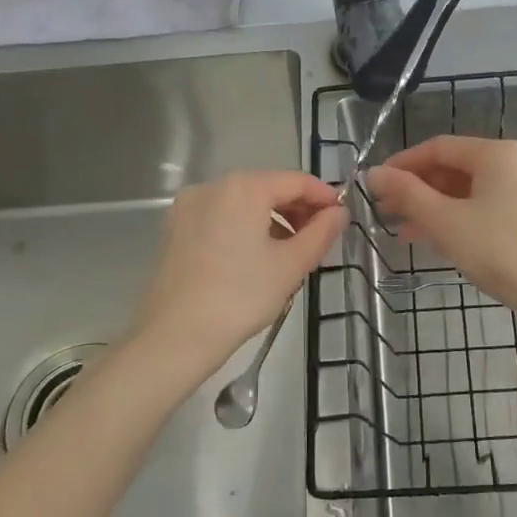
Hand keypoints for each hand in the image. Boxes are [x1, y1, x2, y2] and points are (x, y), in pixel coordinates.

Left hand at [130, 170, 346, 372]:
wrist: (175, 335)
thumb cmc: (241, 296)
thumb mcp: (291, 265)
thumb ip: (321, 232)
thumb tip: (339, 212)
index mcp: (243, 188)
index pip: (296, 181)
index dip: (324, 197)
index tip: (342, 218)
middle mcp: (212, 186)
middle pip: (267, 188)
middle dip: (297, 209)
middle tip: (318, 239)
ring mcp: (188, 207)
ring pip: (242, 203)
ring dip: (271, 220)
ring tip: (289, 252)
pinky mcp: (174, 229)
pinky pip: (220, 218)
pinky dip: (243, 228)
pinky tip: (254, 258)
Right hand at [365, 136, 516, 311]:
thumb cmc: (500, 251)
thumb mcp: (445, 222)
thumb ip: (407, 194)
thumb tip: (374, 173)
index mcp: (498, 154)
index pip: (439, 147)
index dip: (403, 164)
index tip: (376, 186)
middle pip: (457, 169)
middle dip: (420, 190)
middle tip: (388, 213)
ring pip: (475, 192)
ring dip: (439, 208)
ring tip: (409, 234)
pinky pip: (493, 209)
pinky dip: (465, 219)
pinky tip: (446, 242)